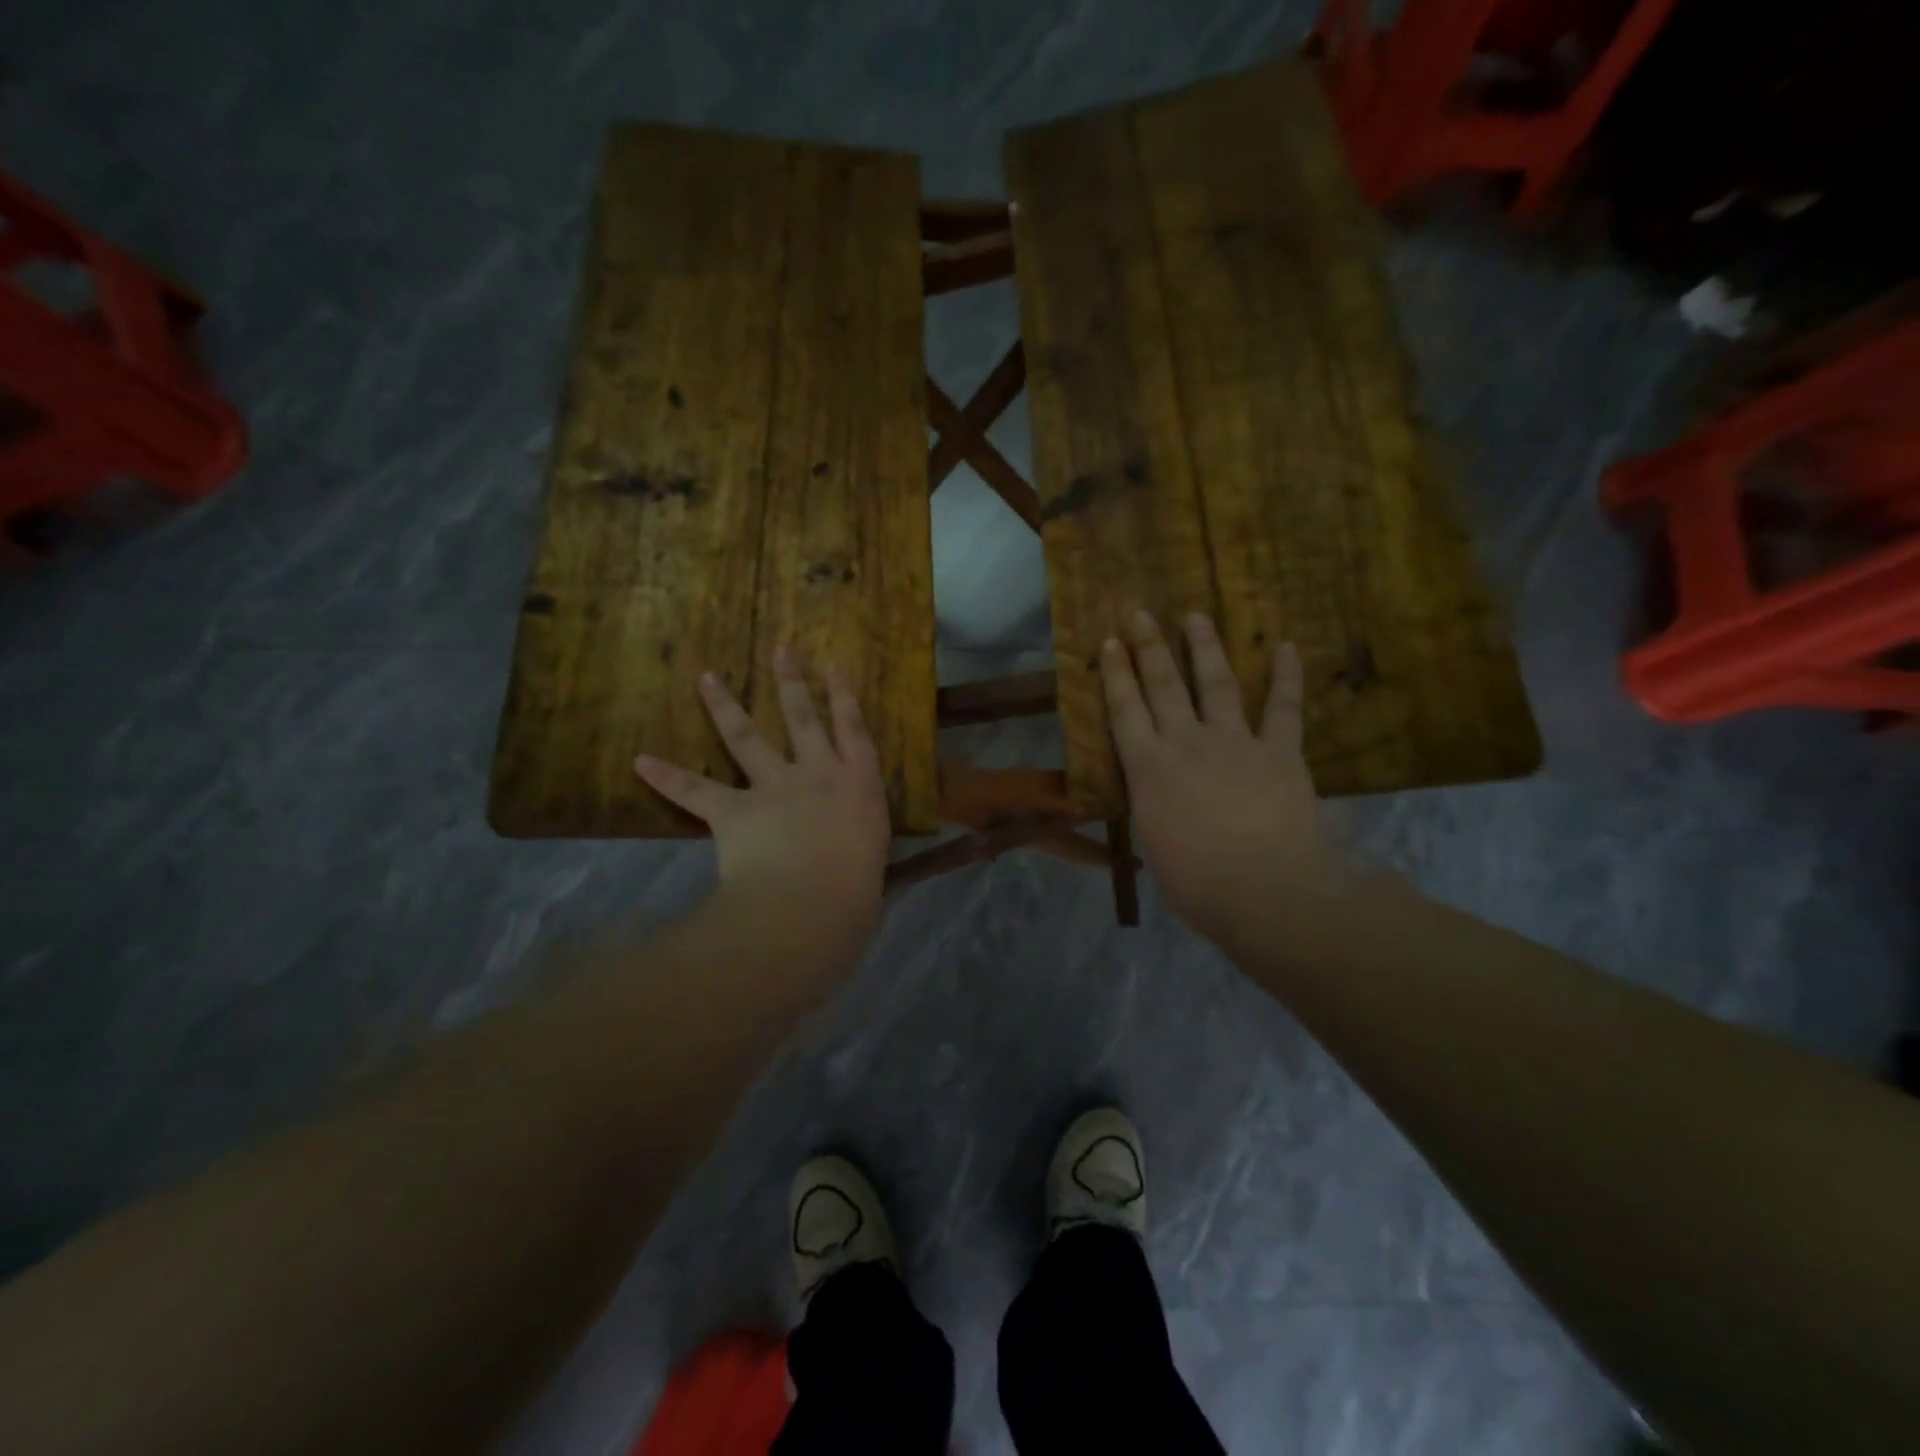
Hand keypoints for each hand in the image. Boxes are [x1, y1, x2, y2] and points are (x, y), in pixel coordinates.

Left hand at [634, 649, 890, 949]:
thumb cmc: (855, 891)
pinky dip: (667, 777)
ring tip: (706, 678)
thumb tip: (847, 851)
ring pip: (746, 738)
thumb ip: (857, 841)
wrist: (811, 904)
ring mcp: (774, 788)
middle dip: (791, 682)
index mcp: (858, 785)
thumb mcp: (870, 859)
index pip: (853, 729)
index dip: (843, 695)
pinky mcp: (734, 811)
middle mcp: (817, 774)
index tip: (833, 664)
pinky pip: (695, 791)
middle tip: (779, 650)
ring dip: (724, 706)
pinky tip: (640, 761)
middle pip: (802, 718)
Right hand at [1101, 610, 1335, 943]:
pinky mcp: (1279, 752)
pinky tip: (1286, 646)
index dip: (1115, 673)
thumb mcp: (1155, 843)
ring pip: (1216, 684)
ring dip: (1205, 647)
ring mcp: (1235, 742)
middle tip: (1140, 612)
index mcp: (1149, 768)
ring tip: (1196, 616)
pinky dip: (1286, 677)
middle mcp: (1187, 743)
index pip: (1125, 710)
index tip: (1108, 641)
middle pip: (1163, 685)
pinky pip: (1283, 708)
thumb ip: (1154, 808)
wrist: (1264, 890)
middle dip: (1148, 646)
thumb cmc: (1196, 881)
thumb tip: (1156, 799)